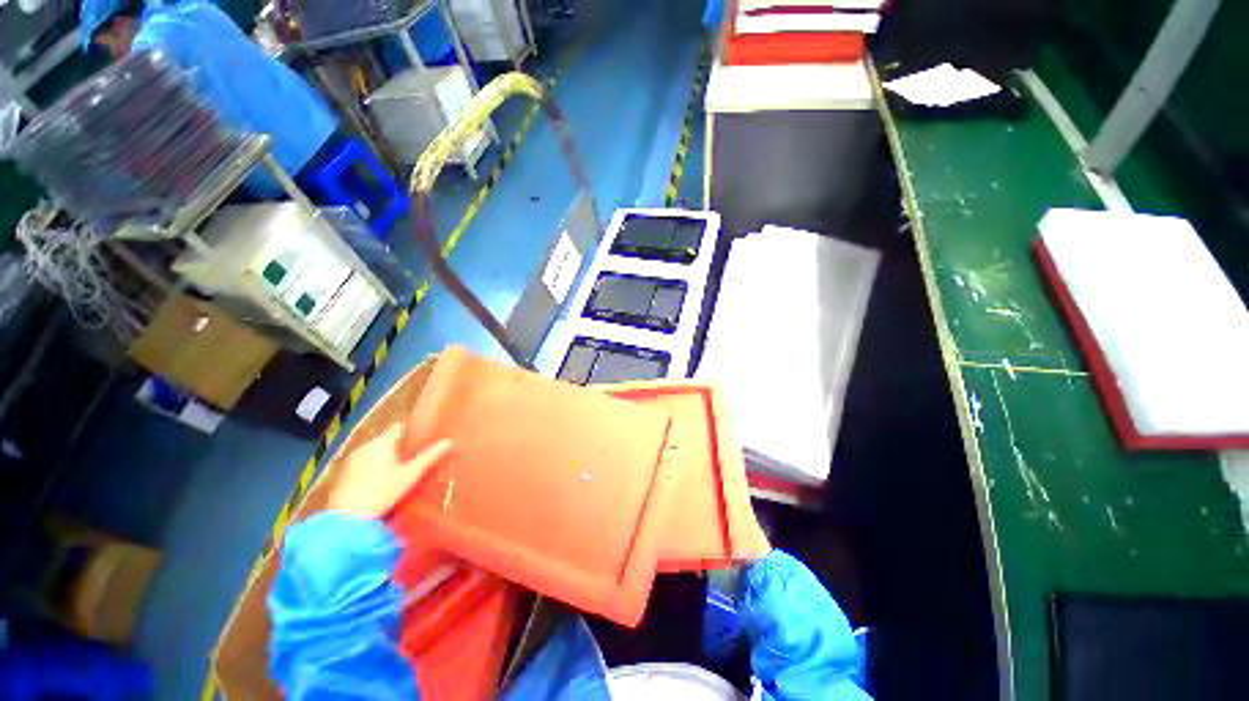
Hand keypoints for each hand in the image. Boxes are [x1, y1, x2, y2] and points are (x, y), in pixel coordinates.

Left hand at [328, 428, 451, 518]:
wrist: (348, 518)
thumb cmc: (382, 492)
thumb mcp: (411, 474)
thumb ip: (429, 457)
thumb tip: (449, 441)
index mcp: (382, 442)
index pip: (399, 427)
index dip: (411, 431)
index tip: (422, 438)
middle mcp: (365, 446)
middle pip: (386, 440)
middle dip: (399, 446)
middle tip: (414, 457)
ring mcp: (352, 460)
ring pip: (374, 452)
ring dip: (385, 457)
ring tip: (399, 469)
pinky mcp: (343, 474)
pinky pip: (363, 464)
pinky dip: (373, 467)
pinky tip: (380, 481)